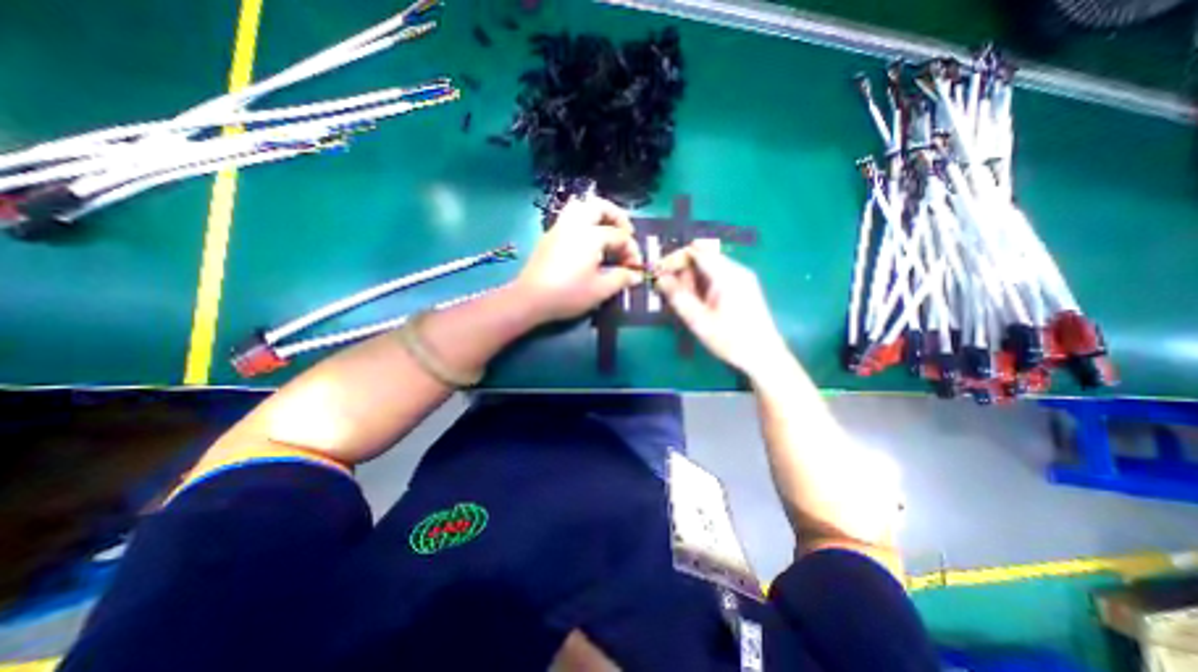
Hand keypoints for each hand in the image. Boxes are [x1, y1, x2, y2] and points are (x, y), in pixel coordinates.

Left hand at [516, 194, 645, 325]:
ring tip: (606, 231)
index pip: (619, 236)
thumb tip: (635, 275)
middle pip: (599, 206)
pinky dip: (583, 221)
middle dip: (617, 216)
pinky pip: (569, 217)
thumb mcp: (600, 290)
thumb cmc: (568, 293)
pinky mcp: (549, 236)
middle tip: (626, 233)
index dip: (632, 251)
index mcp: (591, 235)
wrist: (531, 298)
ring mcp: (559, 228)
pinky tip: (586, 242)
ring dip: (597, 214)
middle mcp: (575, 224)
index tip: (636, 268)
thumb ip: (621, 278)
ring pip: (580, 206)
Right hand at [653, 244, 792, 377]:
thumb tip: (660, 278)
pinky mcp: (742, 287)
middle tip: (671, 293)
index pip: (696, 252)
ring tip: (686, 303)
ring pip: (708, 268)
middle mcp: (736, 270)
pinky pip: (717, 277)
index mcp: (727, 275)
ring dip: (691, 280)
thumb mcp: (699, 321)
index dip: (674, 258)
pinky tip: (699, 304)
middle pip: (702, 257)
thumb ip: (678, 297)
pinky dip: (702, 285)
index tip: (657, 272)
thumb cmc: (731, 340)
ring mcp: (741, 278)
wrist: (764, 356)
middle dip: (682, 271)